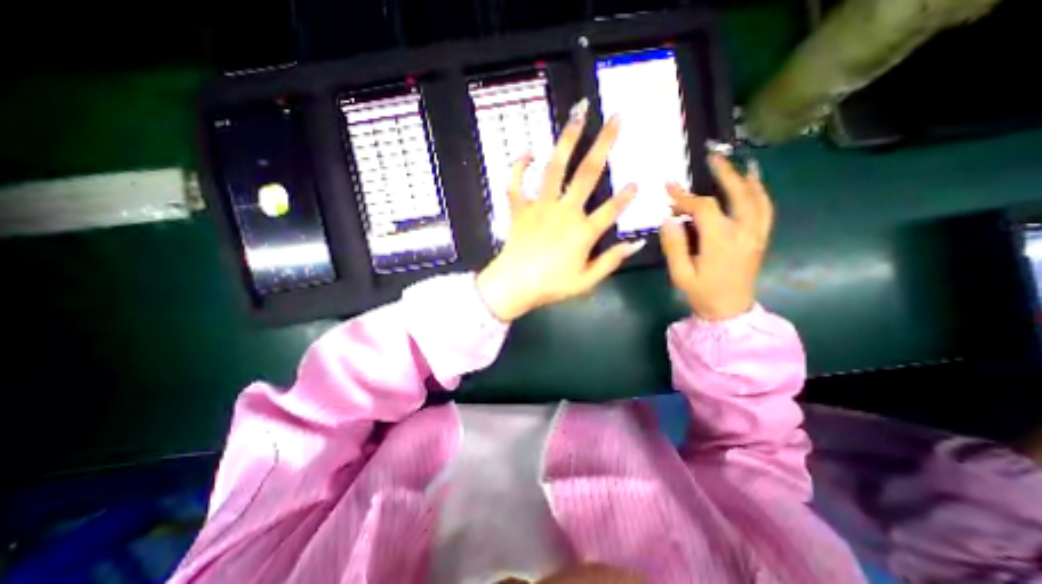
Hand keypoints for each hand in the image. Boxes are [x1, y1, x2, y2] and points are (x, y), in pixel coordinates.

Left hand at [478, 103, 642, 320]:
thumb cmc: (551, 286)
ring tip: (577, 115)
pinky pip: (516, 183)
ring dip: (567, 140)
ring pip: (555, 168)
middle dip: (604, 144)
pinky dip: (519, 166)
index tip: (636, 183)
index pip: (611, 210)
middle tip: (615, 118)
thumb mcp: (586, 281)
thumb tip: (636, 244)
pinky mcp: (520, 209)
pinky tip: (528, 151)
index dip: (626, 197)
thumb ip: (611, 261)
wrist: (514, 285)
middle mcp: (564, 212)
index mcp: (583, 232)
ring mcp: (540, 207)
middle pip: (587, 174)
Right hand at [658, 153, 771, 320]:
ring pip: (756, 198)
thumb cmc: (702, 293)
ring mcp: (756, 234)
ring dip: (746, 178)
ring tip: (737, 163)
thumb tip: (668, 218)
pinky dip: (760, 192)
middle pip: (737, 194)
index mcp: (721, 241)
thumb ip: (674, 245)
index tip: (668, 187)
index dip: (685, 196)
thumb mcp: (680, 274)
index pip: (703, 208)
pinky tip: (753, 184)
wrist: (730, 310)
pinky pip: (765, 209)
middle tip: (712, 156)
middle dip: (724, 173)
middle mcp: (744, 232)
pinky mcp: (761, 238)